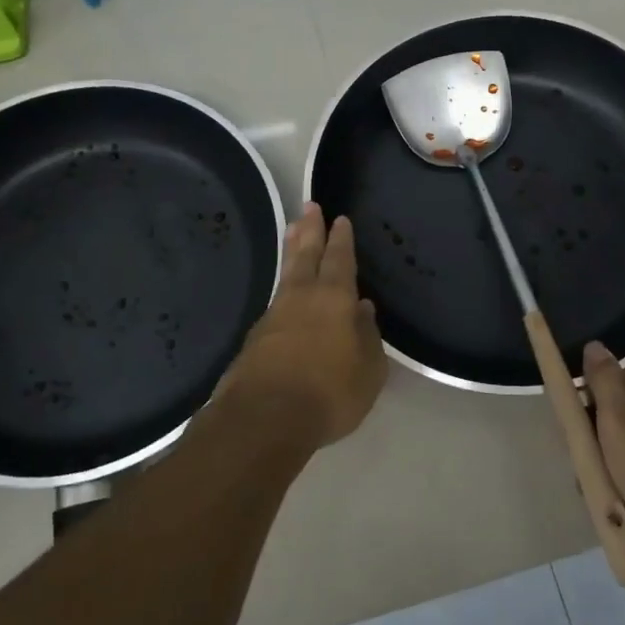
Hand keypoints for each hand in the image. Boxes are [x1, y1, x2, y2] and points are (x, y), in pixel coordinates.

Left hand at [220, 203, 387, 450]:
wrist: (264, 418)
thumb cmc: (329, 392)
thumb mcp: (368, 370)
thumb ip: (368, 337)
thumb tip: (363, 309)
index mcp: (334, 299)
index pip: (340, 260)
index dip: (341, 239)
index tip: (340, 218)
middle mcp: (302, 298)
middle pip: (306, 255)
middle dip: (310, 230)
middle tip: (309, 206)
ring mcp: (274, 316)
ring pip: (286, 273)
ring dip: (292, 250)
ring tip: (292, 230)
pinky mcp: (256, 338)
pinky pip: (275, 300)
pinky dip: (283, 286)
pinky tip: (285, 292)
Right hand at [583, 343, 624, 579]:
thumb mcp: (618, 416)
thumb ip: (603, 378)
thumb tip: (595, 345)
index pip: (616, 373)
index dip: (591, 389)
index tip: (574, 411)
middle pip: (616, 409)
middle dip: (593, 430)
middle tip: (582, 450)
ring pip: (619, 443)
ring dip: (601, 460)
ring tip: (592, 480)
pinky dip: (617, 481)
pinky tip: (610, 498)